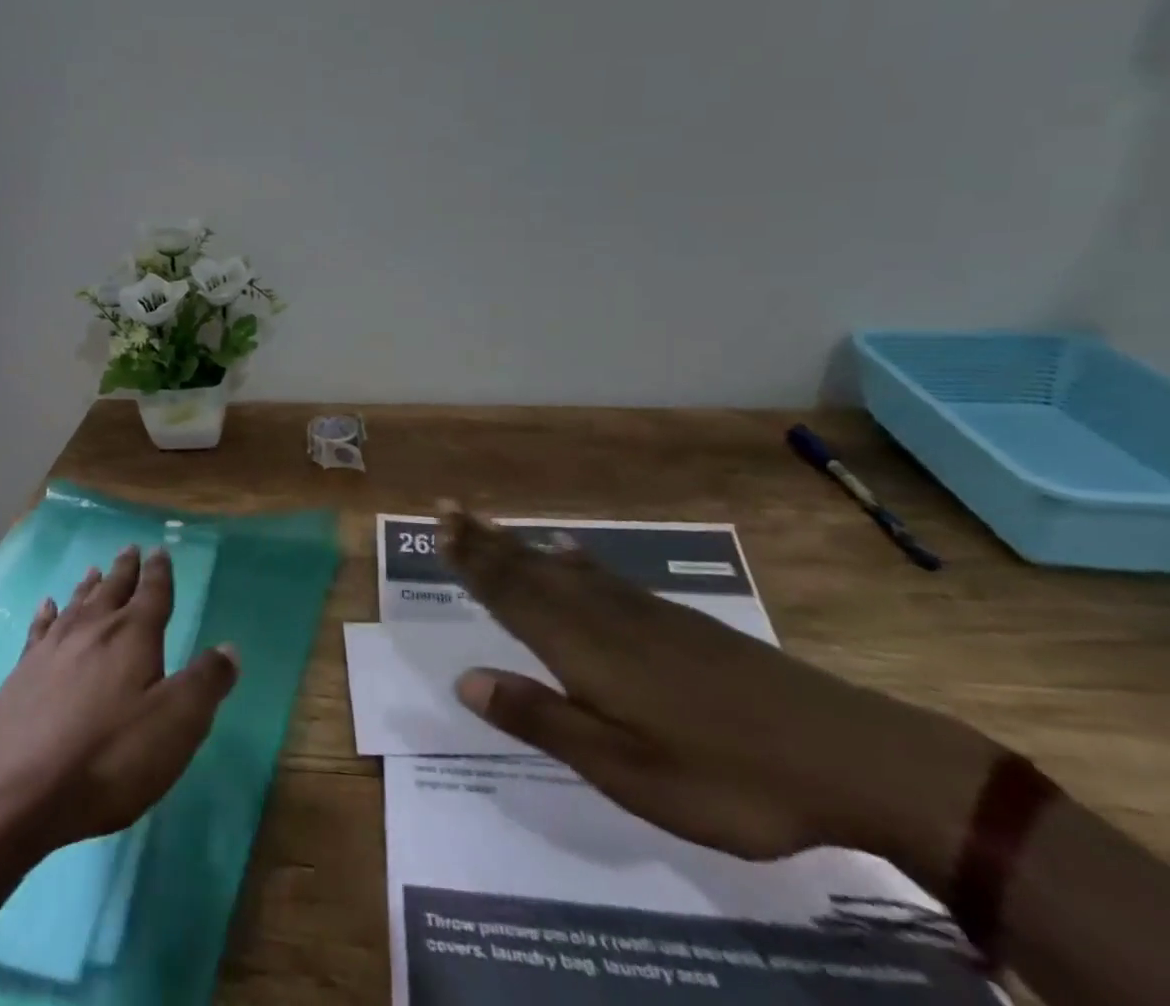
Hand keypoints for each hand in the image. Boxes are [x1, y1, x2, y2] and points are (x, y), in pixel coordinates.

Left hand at [0, 544, 238, 854]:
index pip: (153, 594)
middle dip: (125, 570)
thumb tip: (229, 648)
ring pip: (78, 604)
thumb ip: (205, 684)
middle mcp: (94, 630)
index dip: (159, 572)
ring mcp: (53, 649)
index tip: (160, 550)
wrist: (13, 793)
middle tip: (131, 549)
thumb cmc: (106, 759)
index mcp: (133, 636)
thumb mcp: (175, 726)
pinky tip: (47, 606)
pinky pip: (40, 629)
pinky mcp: (22, 673)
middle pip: (113, 590)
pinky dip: (47, 613)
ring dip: (90, 585)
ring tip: (95, 569)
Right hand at [439, 501, 999, 877]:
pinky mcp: (677, 622)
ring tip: (488, 524)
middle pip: (530, 570)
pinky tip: (569, 551)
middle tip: (447, 507)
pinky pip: (604, 575)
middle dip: (485, 541)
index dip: (472, 562)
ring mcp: (643, 614)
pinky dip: (575, 559)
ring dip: (519, 545)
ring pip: (563, 569)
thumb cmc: (725, 777)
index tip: (438, 527)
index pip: (511, 594)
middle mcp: (602, 617)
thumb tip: (466, 680)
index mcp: (582, 649)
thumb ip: (542, 719)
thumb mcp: (625, 769)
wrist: (846, 755)